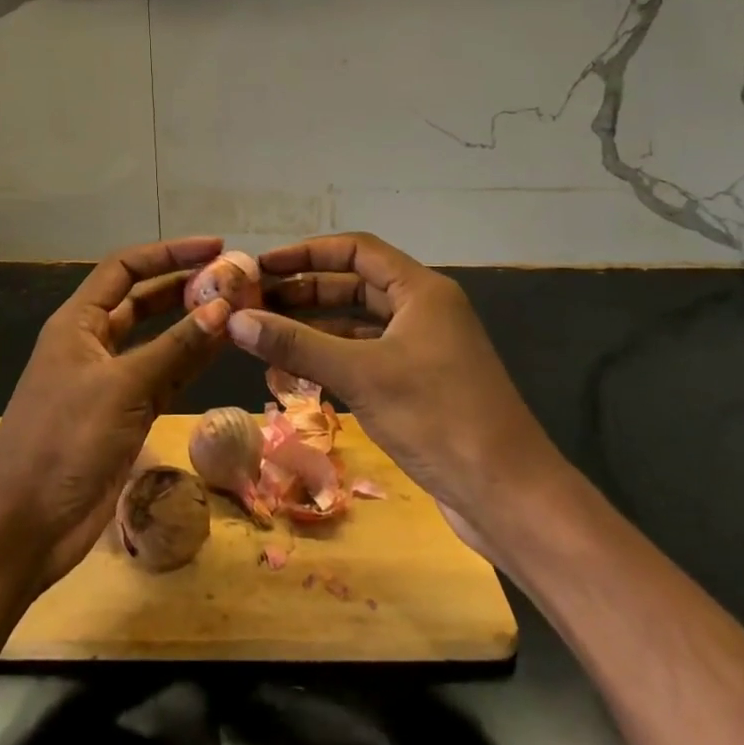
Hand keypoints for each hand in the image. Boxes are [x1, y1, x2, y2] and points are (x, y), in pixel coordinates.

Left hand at [0, 237, 231, 589]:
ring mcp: (111, 380)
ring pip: (159, 339)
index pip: (125, 269)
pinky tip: (225, 349)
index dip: (168, 253)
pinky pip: (166, 377)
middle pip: (144, 300)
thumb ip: (175, 346)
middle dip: (186, 286)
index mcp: (78, 321)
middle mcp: (94, 343)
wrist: (24, 528)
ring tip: (241, 308)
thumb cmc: (63, 441)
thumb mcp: (121, 387)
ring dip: (195, 324)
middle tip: (235, 279)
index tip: (215, 248)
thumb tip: (224, 305)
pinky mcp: (127, 415)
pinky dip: (192, 362)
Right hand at [228, 232, 571, 533]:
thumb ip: (296, 344)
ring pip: (356, 325)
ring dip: (313, 331)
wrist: (507, 495)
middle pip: (353, 286)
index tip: (263, 265)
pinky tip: (294, 376)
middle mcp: (422, 310)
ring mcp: (421, 349)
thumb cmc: (437, 416)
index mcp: (420, 290)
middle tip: (255, 304)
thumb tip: (235, 320)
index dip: (307, 253)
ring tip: (264, 339)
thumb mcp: (361, 374)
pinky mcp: (417, 385)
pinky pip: (364, 358)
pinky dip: (331, 362)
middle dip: (304, 293)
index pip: (356, 250)